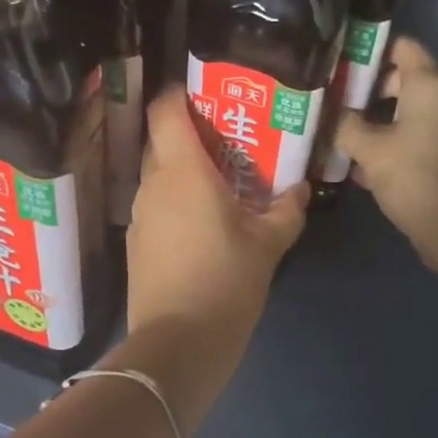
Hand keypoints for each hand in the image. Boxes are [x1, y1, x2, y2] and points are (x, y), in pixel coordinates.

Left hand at [127, 88, 307, 338]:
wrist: (178, 344)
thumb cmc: (226, 281)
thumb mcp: (268, 245)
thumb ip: (286, 211)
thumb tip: (300, 190)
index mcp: (183, 171)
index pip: (165, 110)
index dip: (180, 93)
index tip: (206, 94)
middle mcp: (153, 184)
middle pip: (162, 140)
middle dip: (190, 134)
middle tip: (226, 141)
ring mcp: (140, 214)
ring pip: (158, 175)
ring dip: (183, 171)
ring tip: (220, 183)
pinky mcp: (136, 242)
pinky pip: (155, 205)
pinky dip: (175, 201)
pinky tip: (202, 223)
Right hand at [334, 38, 437, 261]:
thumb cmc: (413, 177)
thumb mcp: (368, 150)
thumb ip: (346, 125)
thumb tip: (334, 115)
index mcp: (431, 85)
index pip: (403, 47)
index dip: (371, 50)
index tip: (341, 62)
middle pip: (405, 79)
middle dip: (368, 89)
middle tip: (335, 102)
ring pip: (412, 109)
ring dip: (380, 118)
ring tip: (344, 131)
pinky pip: (422, 132)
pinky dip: (397, 137)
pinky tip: (366, 159)